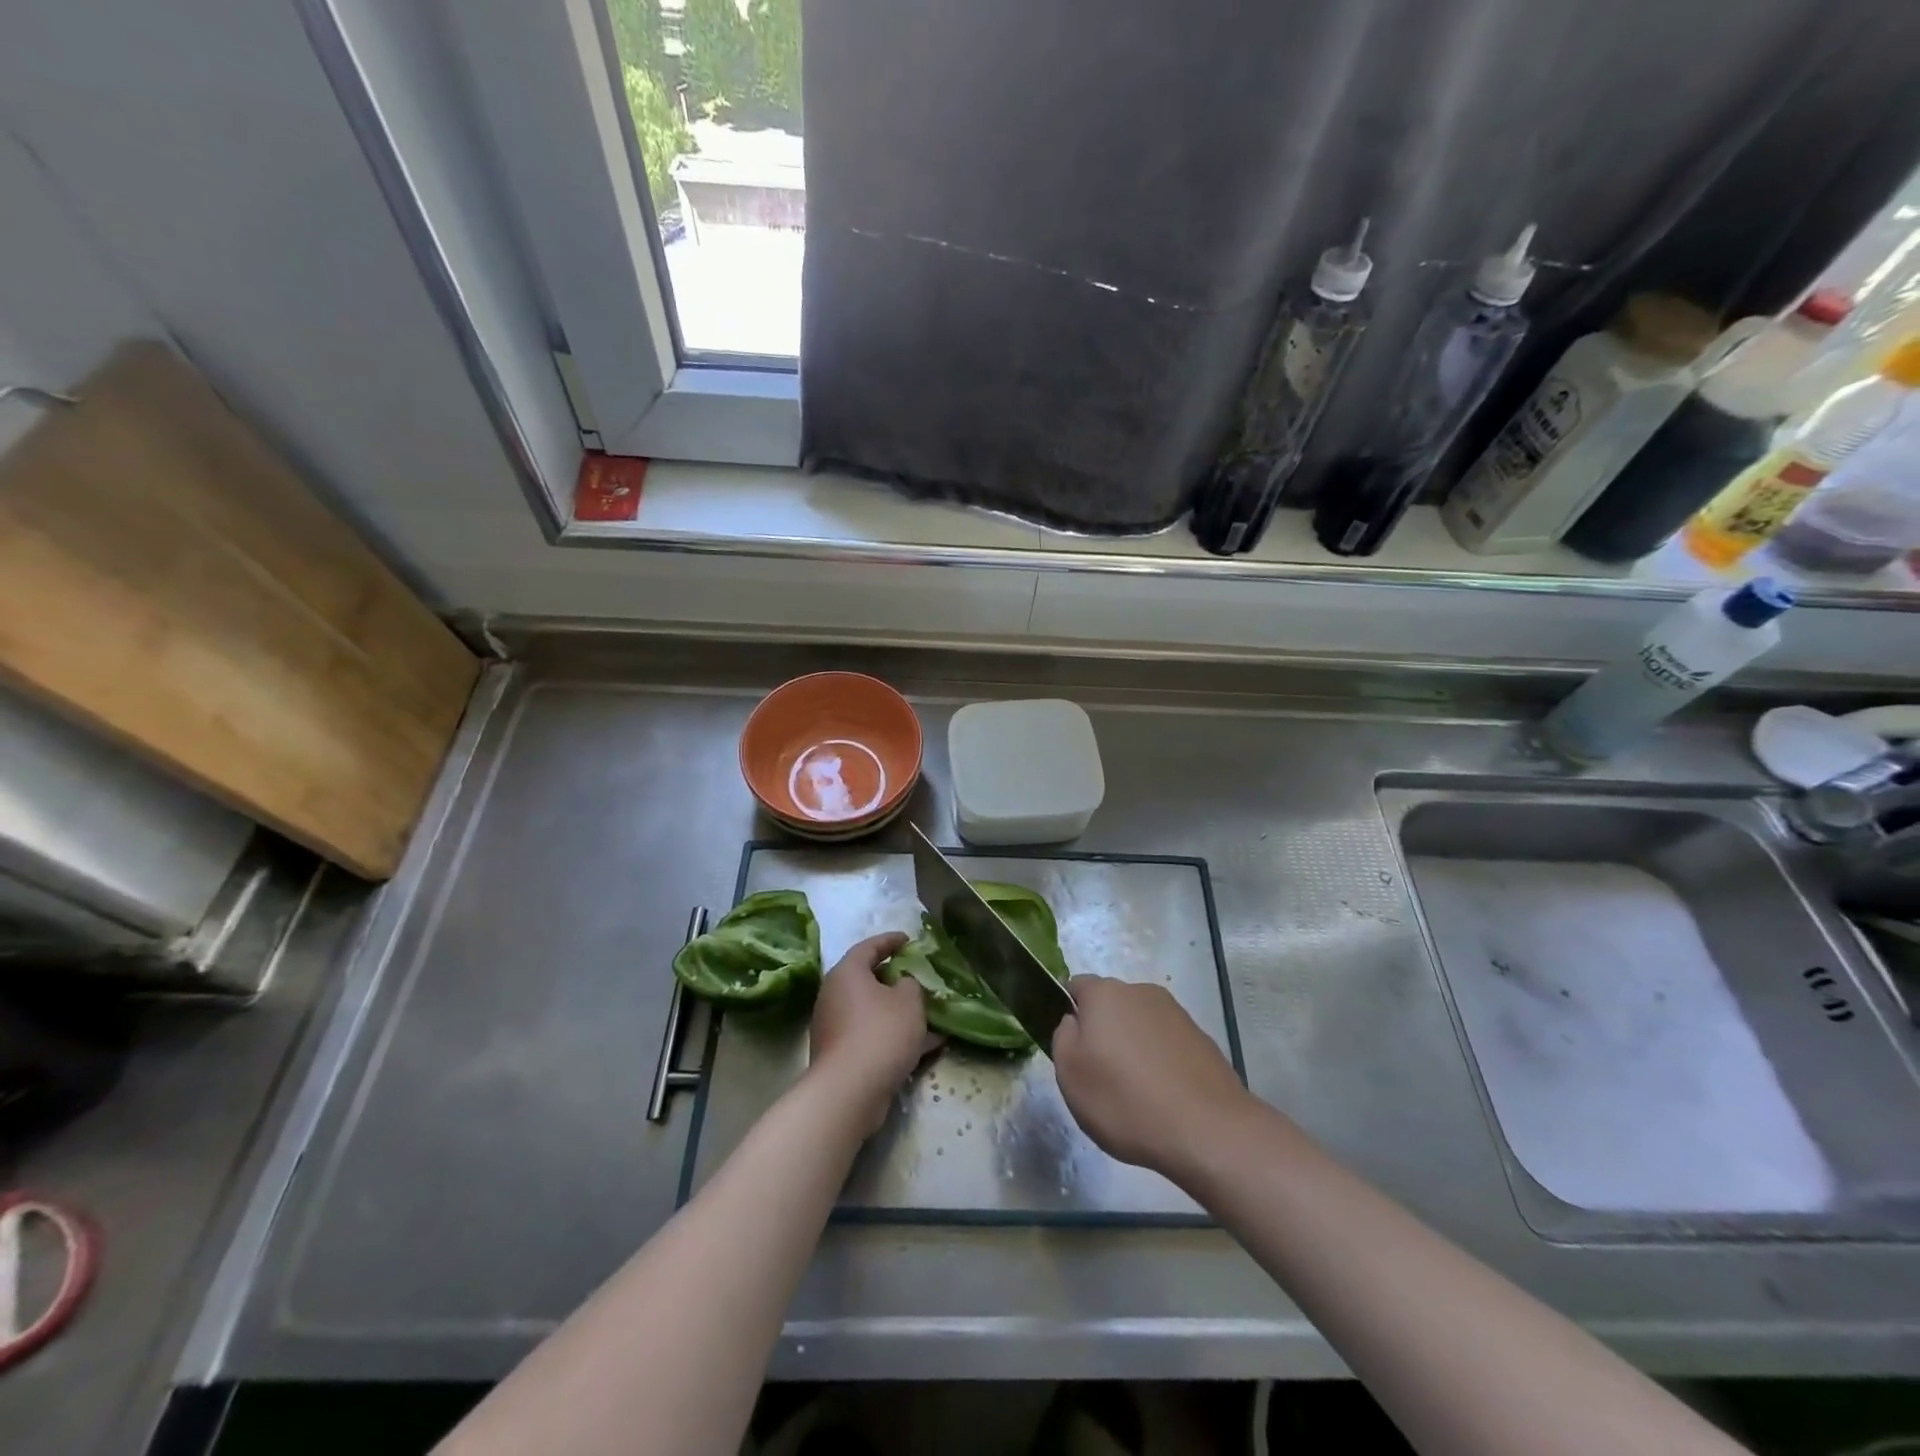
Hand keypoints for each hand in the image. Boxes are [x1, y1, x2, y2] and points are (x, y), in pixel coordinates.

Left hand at [807, 933, 940, 1133]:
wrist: (849, 1092)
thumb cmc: (880, 1033)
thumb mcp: (909, 1000)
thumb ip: (911, 984)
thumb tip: (903, 984)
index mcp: (847, 973)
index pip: (869, 946)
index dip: (891, 941)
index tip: (909, 940)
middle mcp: (835, 995)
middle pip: (868, 979)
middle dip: (896, 979)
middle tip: (919, 977)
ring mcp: (835, 1026)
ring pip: (873, 1010)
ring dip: (899, 1011)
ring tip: (931, 1014)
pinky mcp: (841, 1055)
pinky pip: (872, 1036)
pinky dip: (895, 1036)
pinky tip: (926, 1045)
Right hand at [1052, 974, 1252, 1180]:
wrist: (1208, 1130)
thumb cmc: (1125, 1100)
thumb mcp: (1070, 1074)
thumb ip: (1063, 1037)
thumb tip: (1075, 1021)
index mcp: (1105, 994)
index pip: (1076, 987)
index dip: (1069, 1013)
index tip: (1072, 1049)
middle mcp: (1141, 992)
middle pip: (1111, 1006)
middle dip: (1104, 1032)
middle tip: (1101, 1076)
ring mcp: (1176, 1013)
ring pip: (1140, 1024)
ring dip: (1134, 1047)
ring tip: (1137, 1093)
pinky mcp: (1201, 1038)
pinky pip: (1167, 1044)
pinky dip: (1161, 1062)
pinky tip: (1164, 1097)